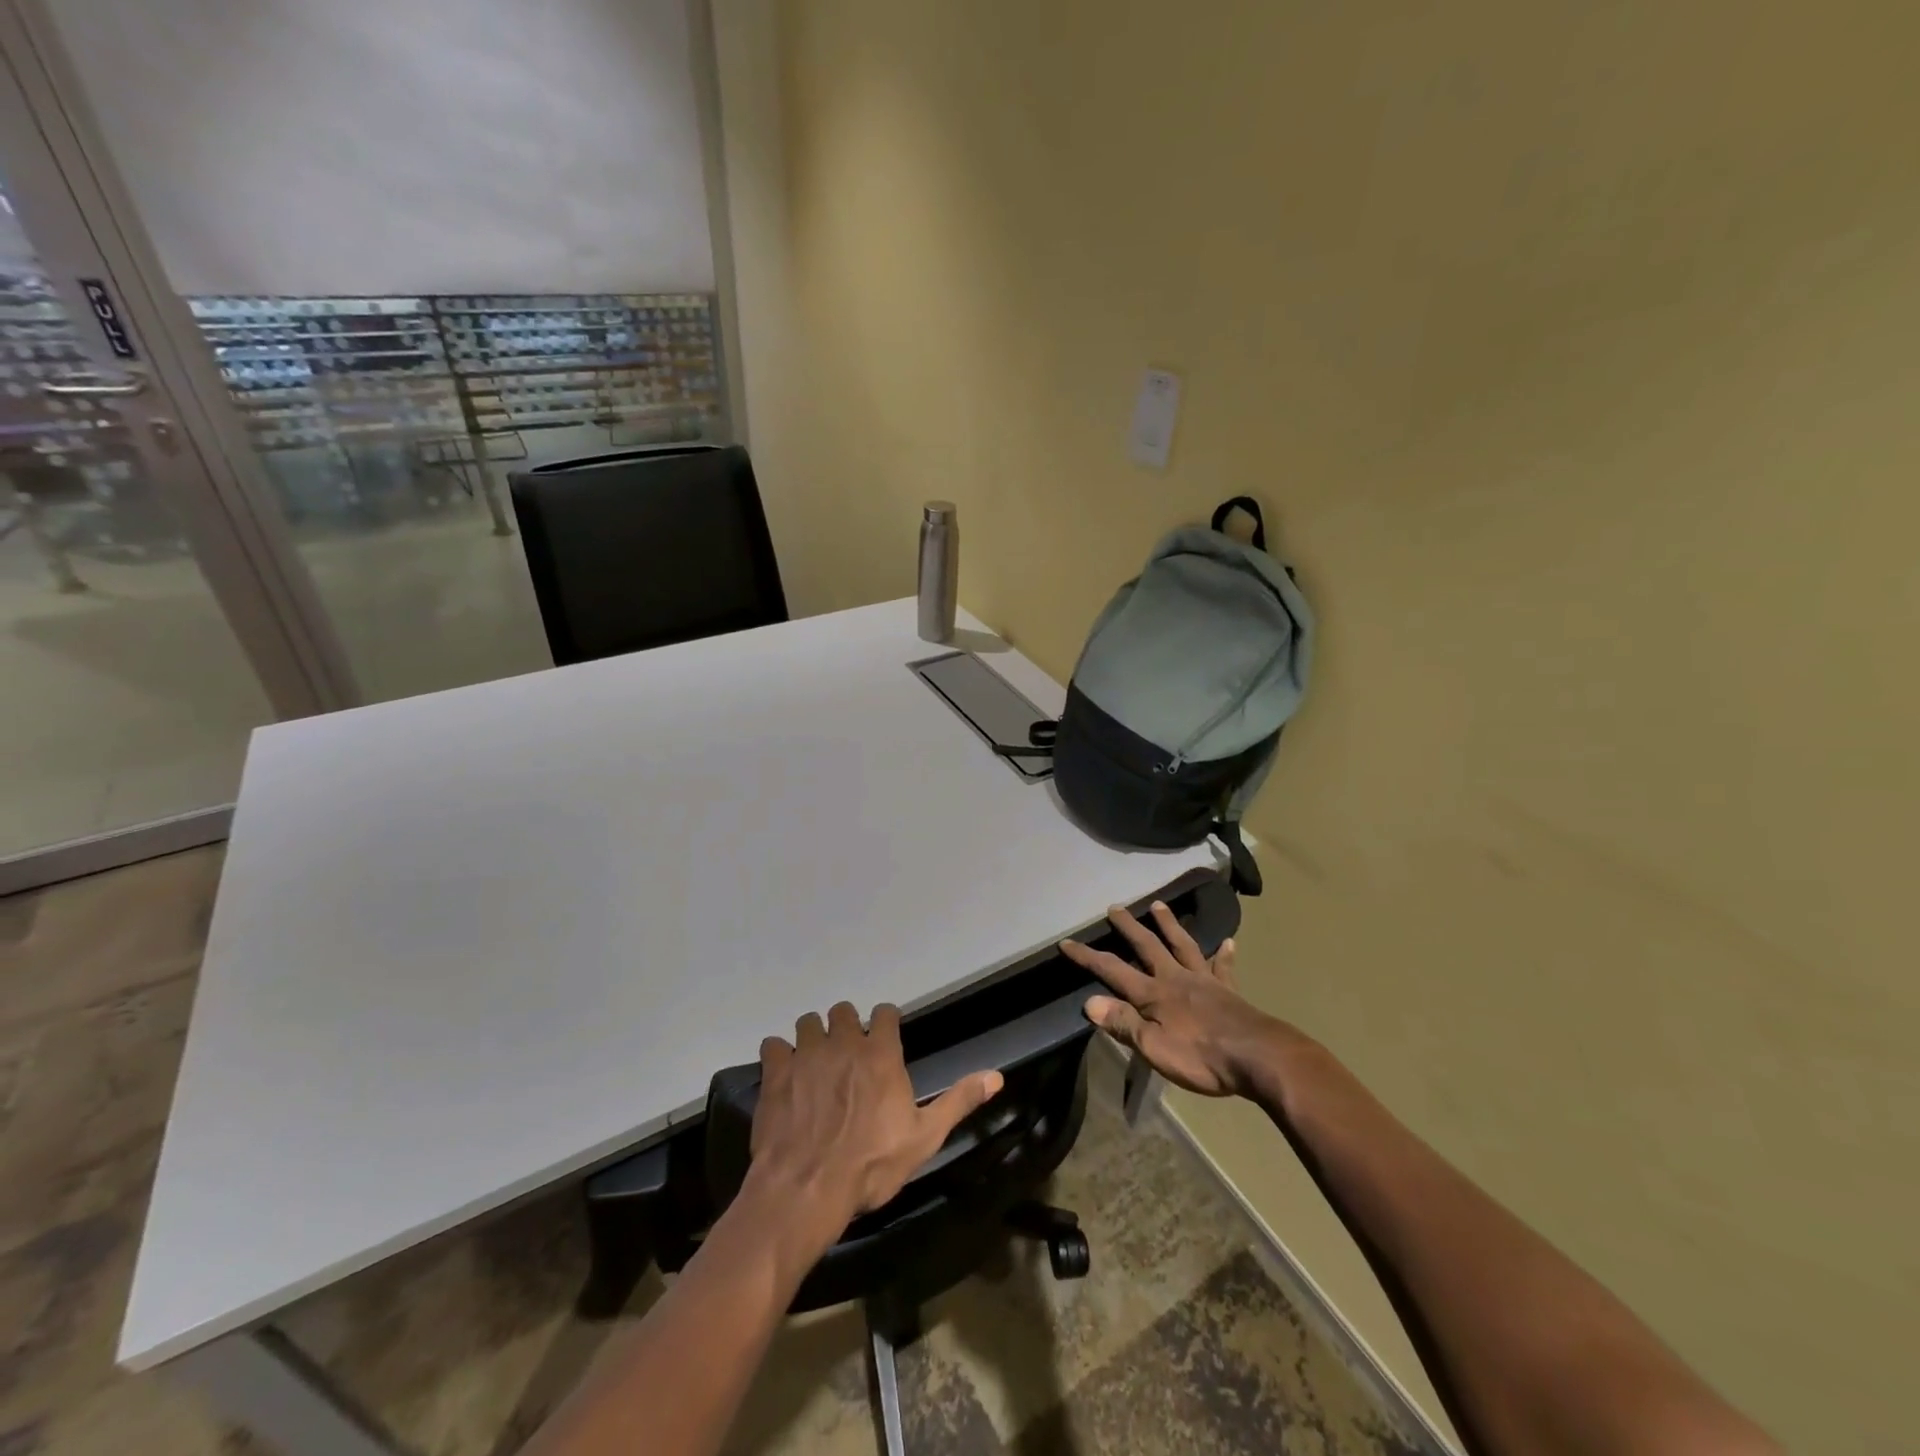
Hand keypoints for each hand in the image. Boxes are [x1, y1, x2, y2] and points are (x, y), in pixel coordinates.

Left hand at [748, 1002, 1003, 1246]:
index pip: (885, 1013)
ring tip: (815, 1062)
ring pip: (809, 1022)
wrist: (808, 1189)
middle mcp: (845, 1042)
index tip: (884, 1038)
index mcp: (881, 1054)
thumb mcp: (924, 1138)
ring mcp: (807, 1054)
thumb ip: (958, 1100)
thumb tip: (996, 1075)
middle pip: (844, 1012)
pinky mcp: (776, 1072)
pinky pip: (774, 1045)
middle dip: (847, 1027)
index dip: (885, 1023)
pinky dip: (779, 1056)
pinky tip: (784, 1076)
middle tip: (847, 1056)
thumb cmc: (872, 1165)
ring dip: (813, 1037)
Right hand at [1062, 902, 1294, 1098]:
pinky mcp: (1228, 991)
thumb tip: (1089, 1002)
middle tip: (1115, 907)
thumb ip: (1122, 1023)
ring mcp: (1204, 981)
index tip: (1067, 942)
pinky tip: (1228, 942)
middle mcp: (1175, 978)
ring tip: (1158, 905)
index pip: (1112, 970)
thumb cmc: (1200, 1056)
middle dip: (1128, 928)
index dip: (1088, 957)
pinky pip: (1224, 968)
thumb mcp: (1153, 1047)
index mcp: (1153, 994)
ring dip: (1169, 925)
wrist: (1257, 1056)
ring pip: (1182, 946)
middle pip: (1147, 947)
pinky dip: (1224, 955)